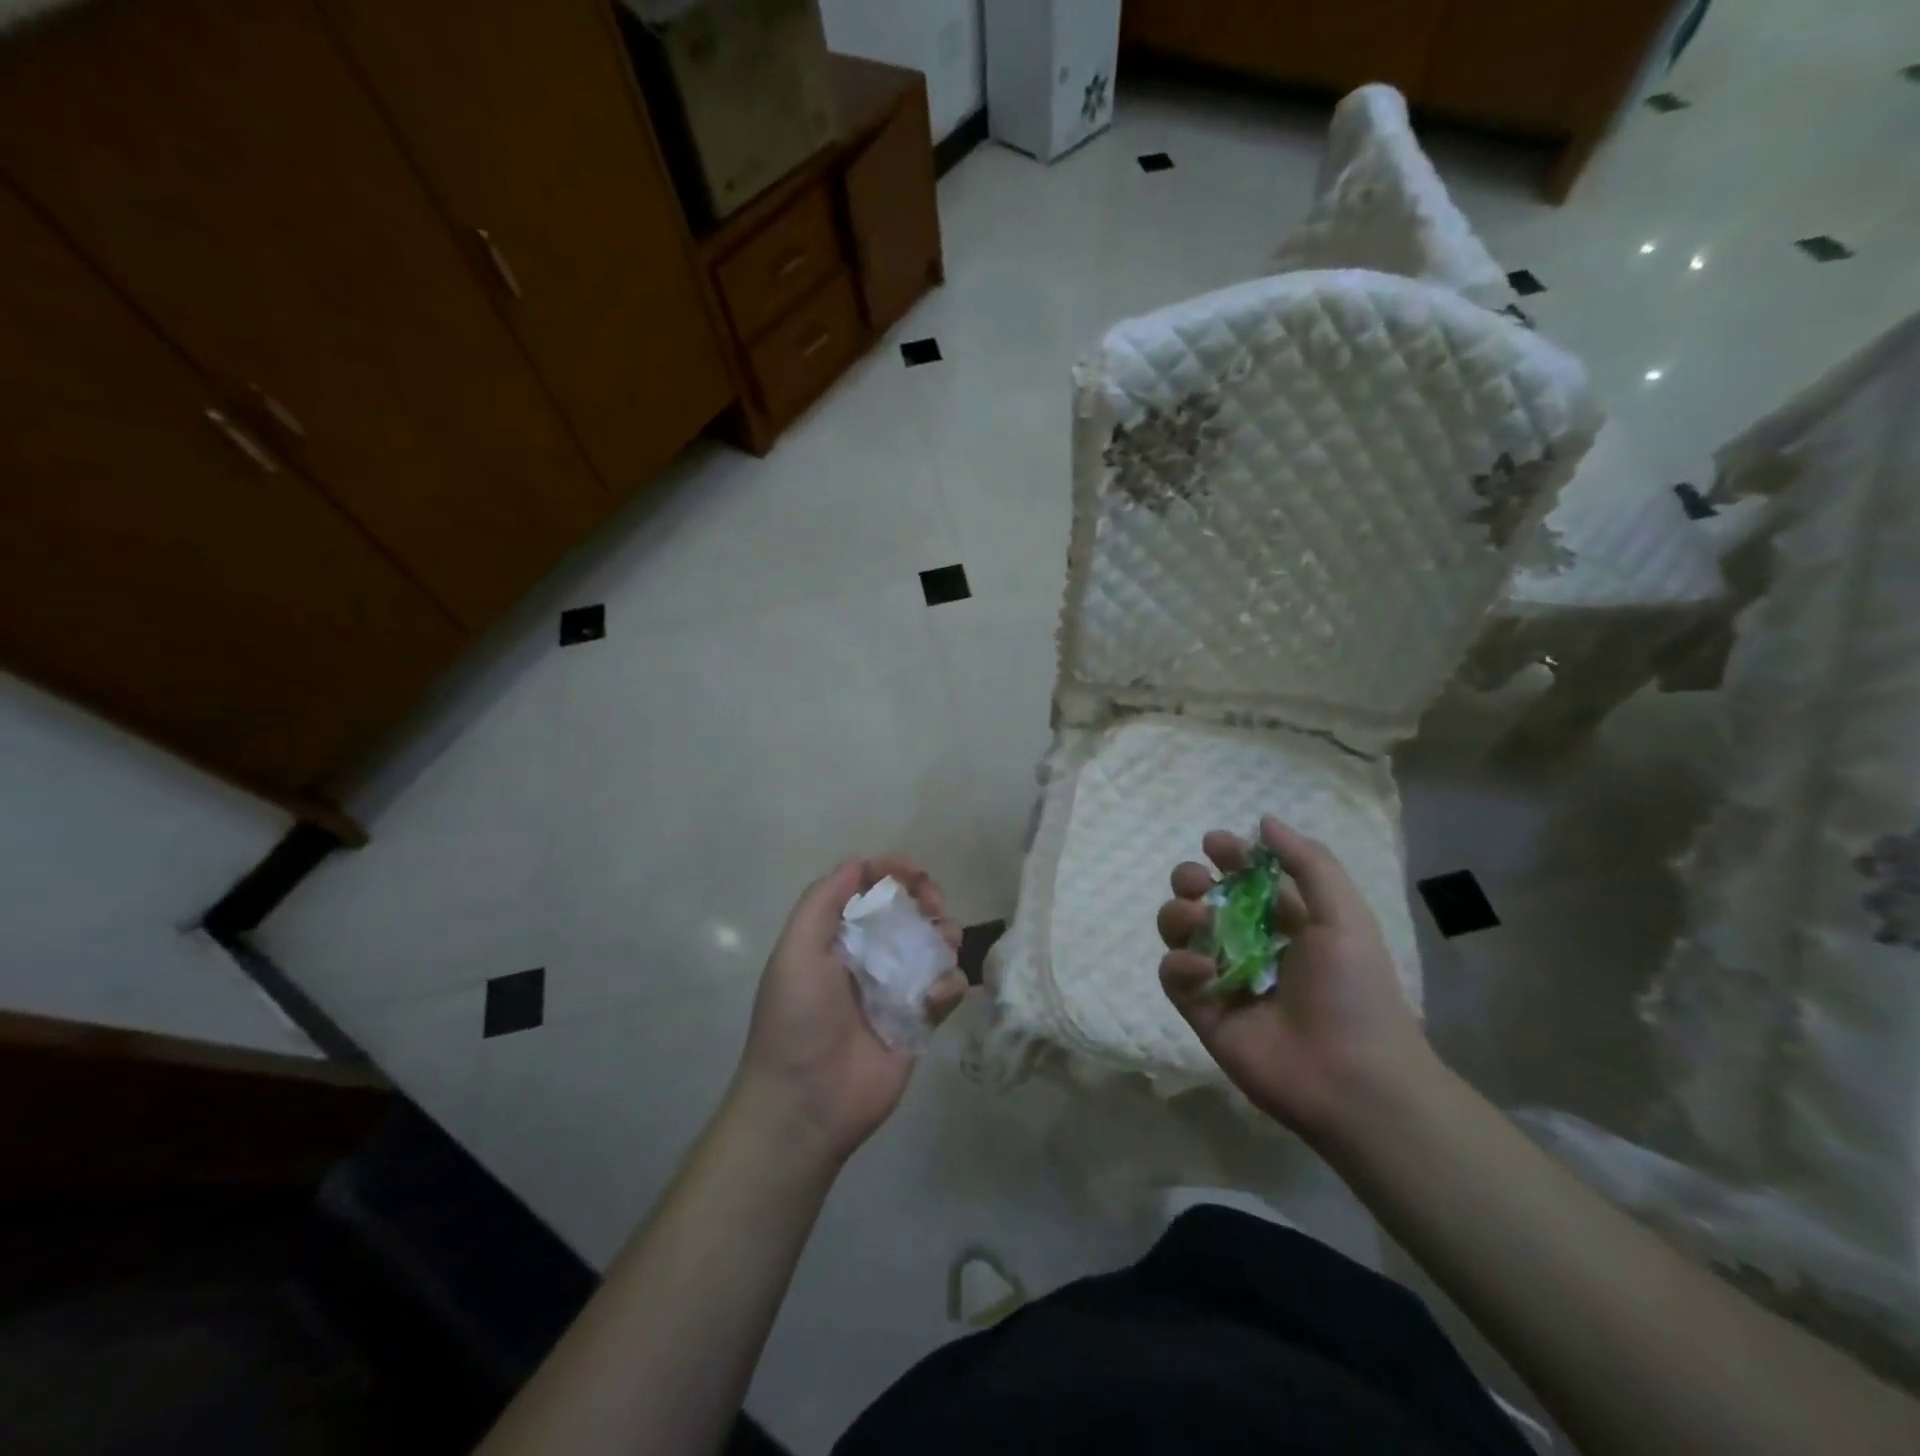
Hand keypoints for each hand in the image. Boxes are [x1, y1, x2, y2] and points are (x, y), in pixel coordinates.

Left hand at [732, 857, 966, 1166]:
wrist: (806, 1103)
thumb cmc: (797, 1018)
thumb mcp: (796, 949)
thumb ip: (824, 900)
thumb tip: (860, 862)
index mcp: (835, 937)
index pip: (868, 889)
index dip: (892, 872)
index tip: (914, 873)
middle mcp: (867, 957)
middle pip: (907, 911)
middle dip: (925, 898)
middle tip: (934, 906)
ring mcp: (895, 989)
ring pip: (932, 945)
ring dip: (944, 934)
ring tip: (945, 943)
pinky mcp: (918, 1022)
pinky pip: (945, 989)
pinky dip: (949, 983)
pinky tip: (937, 995)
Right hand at [1156, 816, 1434, 1141]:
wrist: (1353, 1080)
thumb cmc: (1355, 991)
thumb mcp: (1345, 916)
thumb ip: (1307, 862)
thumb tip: (1263, 821)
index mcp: (1286, 922)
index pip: (1244, 877)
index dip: (1227, 855)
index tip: (1215, 844)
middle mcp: (1249, 945)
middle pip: (1202, 899)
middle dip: (1191, 881)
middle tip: (1197, 883)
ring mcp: (1222, 978)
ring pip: (1179, 930)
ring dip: (1179, 914)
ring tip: (1198, 918)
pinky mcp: (1201, 1011)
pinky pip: (1173, 974)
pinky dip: (1180, 962)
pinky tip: (1203, 967)